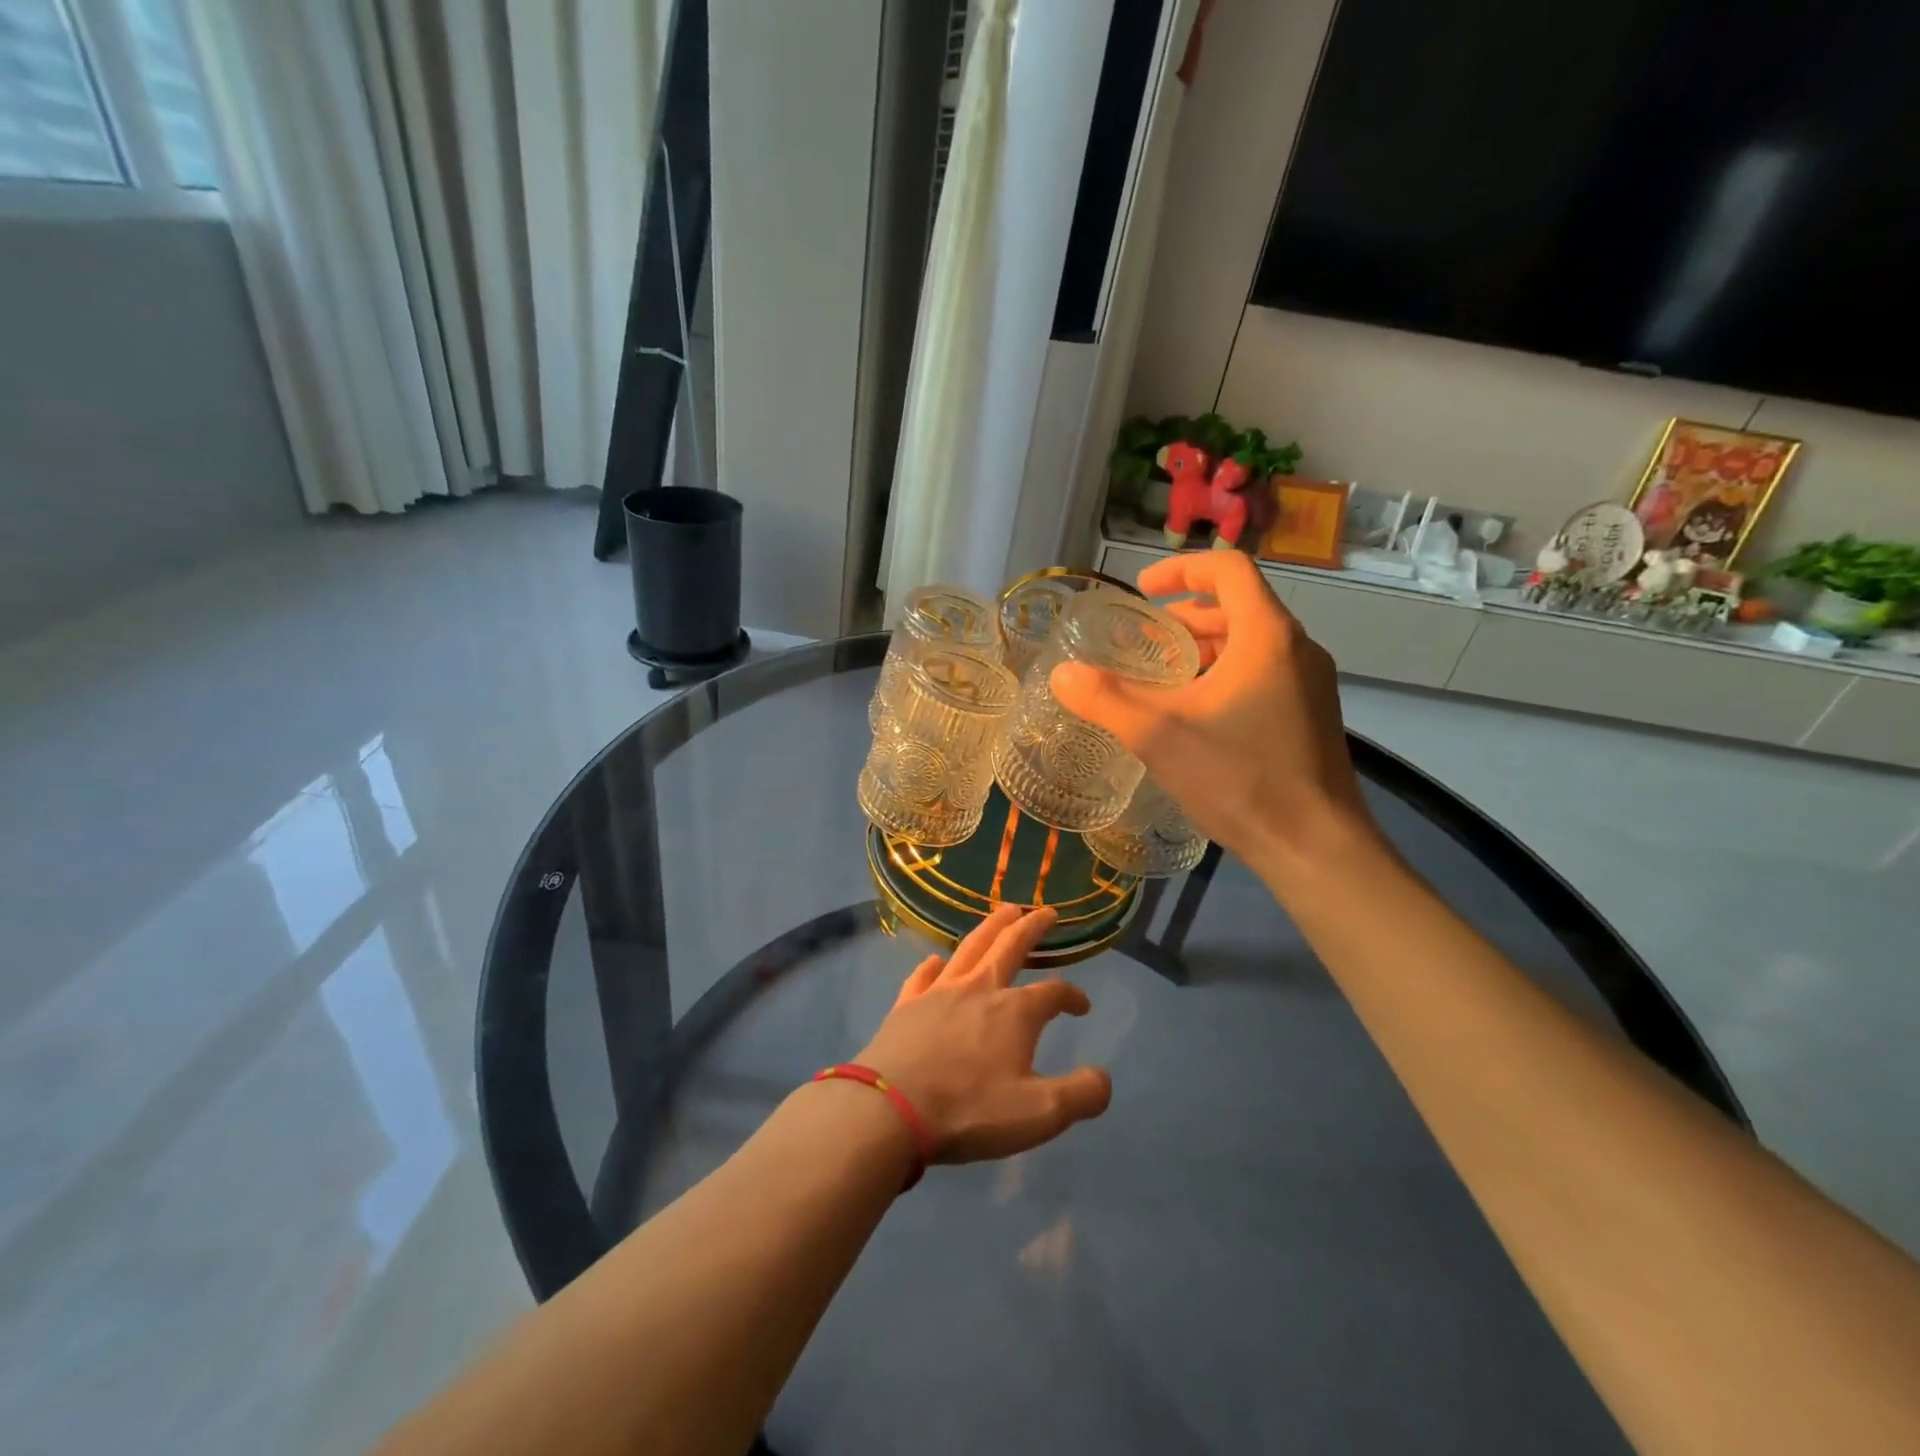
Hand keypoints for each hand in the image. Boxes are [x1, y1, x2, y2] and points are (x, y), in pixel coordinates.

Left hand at [856, 905, 1112, 1162]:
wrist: (892, 1108)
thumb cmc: (970, 1109)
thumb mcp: (1040, 1114)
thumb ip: (1081, 1095)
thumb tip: (1104, 1078)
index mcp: (1015, 1012)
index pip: (1053, 993)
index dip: (1072, 996)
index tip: (1081, 1006)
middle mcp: (980, 989)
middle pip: (1011, 946)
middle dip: (1032, 927)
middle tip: (1046, 911)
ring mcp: (939, 992)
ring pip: (971, 947)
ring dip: (991, 927)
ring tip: (1004, 911)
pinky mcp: (907, 1005)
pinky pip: (923, 975)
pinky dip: (935, 965)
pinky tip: (937, 961)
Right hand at [1050, 551, 1376, 872]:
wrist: (1315, 847)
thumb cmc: (1240, 778)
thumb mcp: (1159, 736)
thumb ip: (1105, 699)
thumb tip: (1061, 674)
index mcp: (1266, 636)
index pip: (1228, 569)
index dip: (1181, 568)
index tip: (1142, 591)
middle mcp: (1296, 649)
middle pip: (1238, 606)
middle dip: (1185, 615)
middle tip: (1143, 640)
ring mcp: (1310, 684)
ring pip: (1251, 643)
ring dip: (1204, 648)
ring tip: (1161, 676)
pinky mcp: (1311, 716)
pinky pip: (1264, 674)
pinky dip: (1224, 674)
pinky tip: (1195, 715)